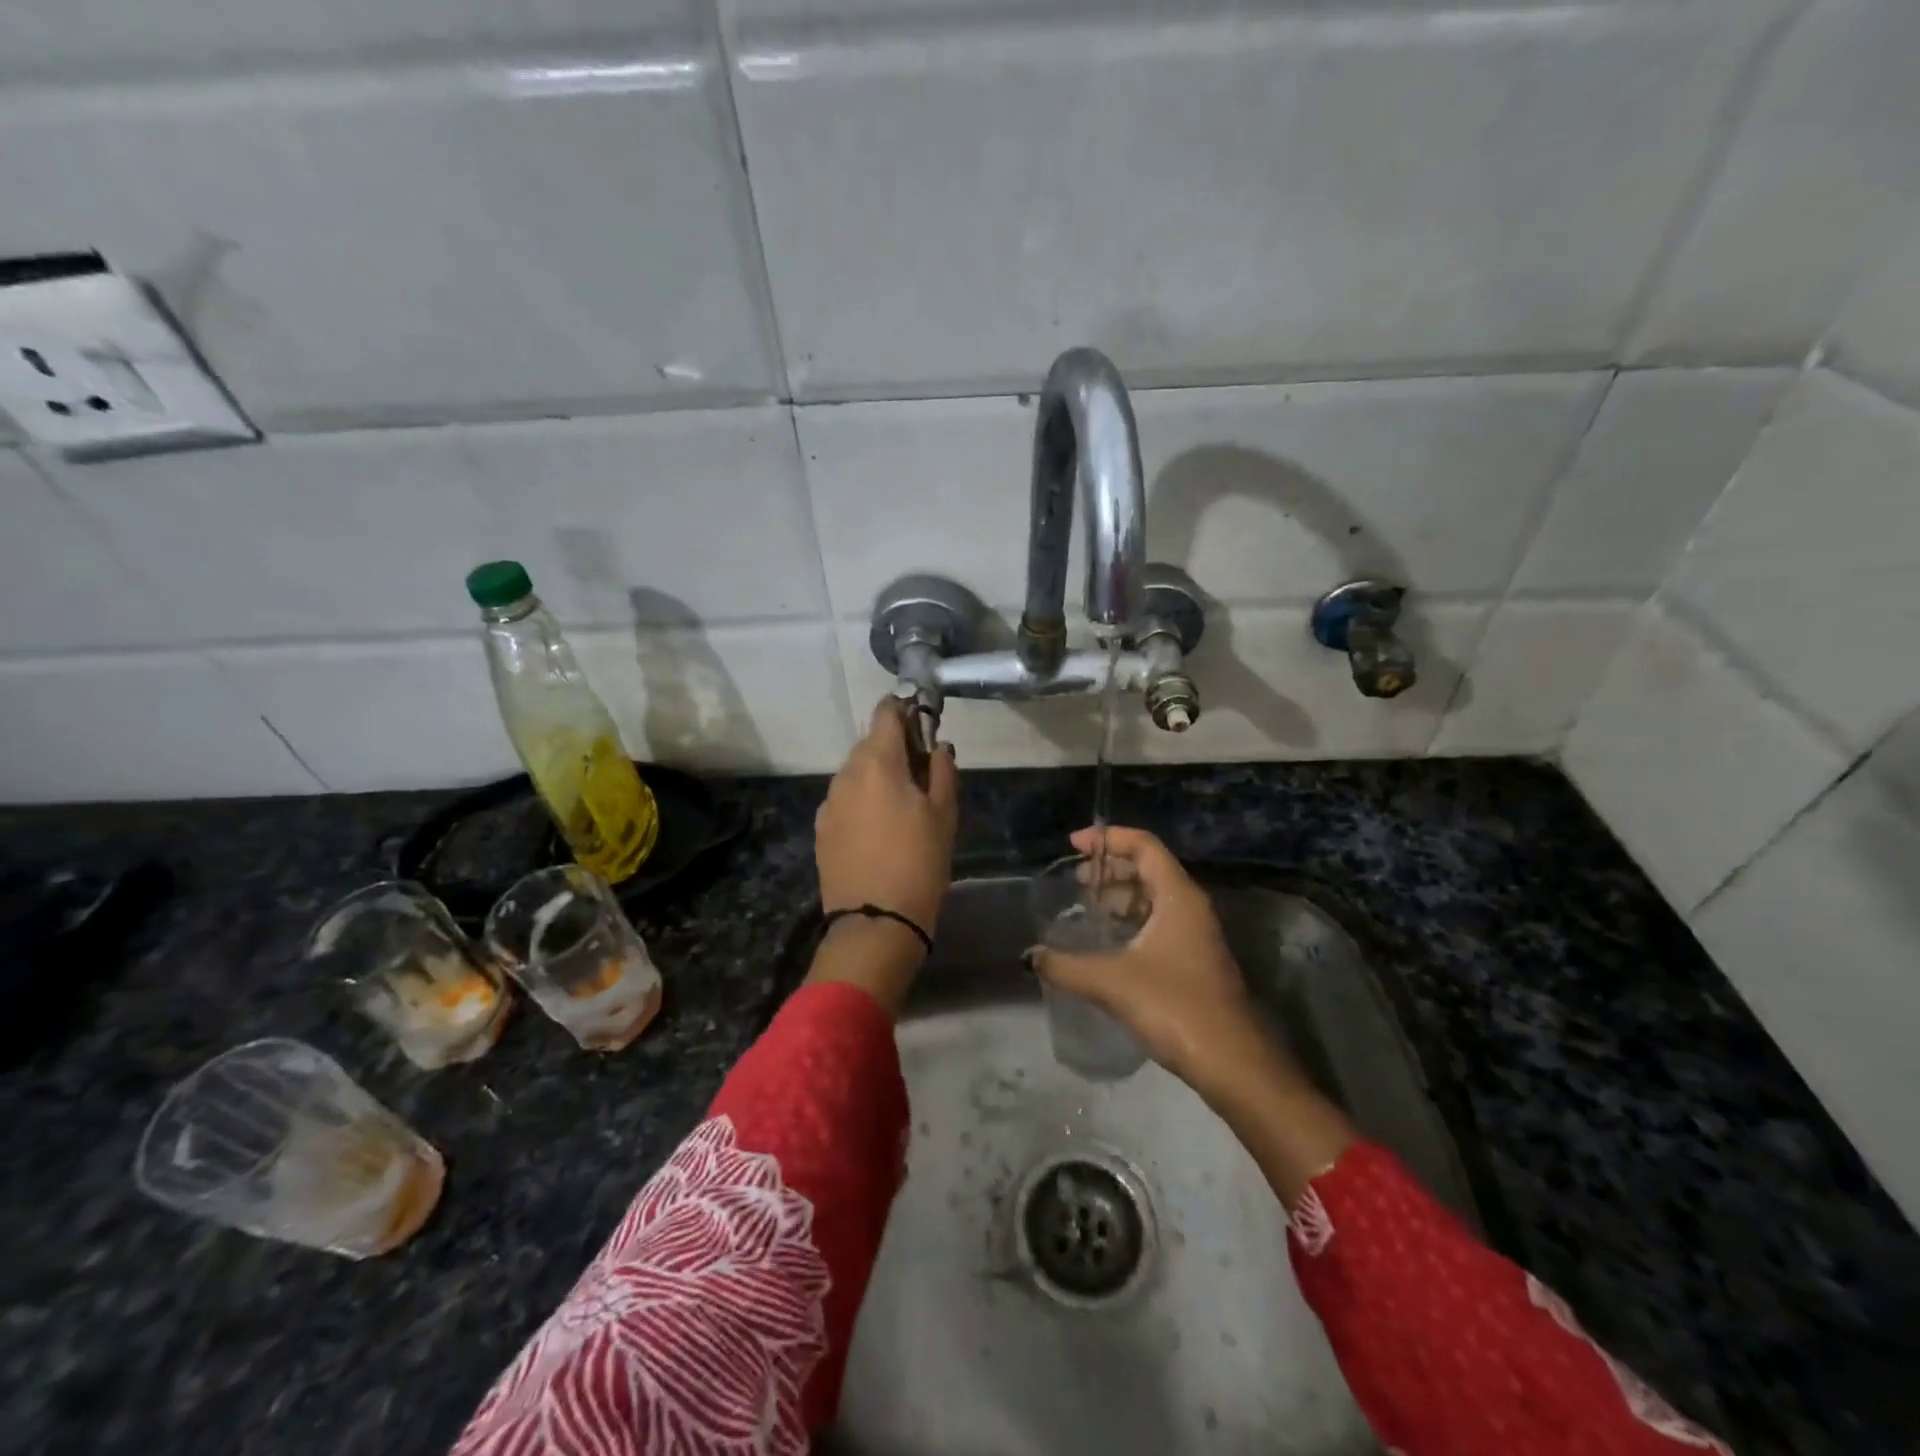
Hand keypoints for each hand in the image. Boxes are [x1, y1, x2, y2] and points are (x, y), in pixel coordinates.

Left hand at [815, 699, 958, 937]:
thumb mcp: (944, 814)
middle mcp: (845, 774)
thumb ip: (942, 770)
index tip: (924, 725)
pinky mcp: (821, 829)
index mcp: (877, 762)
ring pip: (856, 774)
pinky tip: (878, 832)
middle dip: (895, 749)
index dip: (906, 710)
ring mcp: (828, 803)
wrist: (876, 921)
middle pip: (870, 744)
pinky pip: (845, 801)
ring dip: (878, 778)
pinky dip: (862, 803)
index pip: (887, 712)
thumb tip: (938, 746)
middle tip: (922, 775)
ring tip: (901, 808)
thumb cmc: (920, 862)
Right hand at [1028, 826, 1286, 1101]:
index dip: (1108, 839)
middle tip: (1075, 881)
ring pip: (1154, 899)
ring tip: (1086, 909)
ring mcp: (1195, 935)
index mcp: (1178, 896)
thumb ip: (1066, 966)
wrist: (1234, 1063)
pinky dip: (1131, 922)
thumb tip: (1031, 956)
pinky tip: (1107, 944)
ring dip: (1120, 898)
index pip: (1143, 845)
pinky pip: (1158, 924)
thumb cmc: (1175, 1006)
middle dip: (1110, 869)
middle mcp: (1190, 906)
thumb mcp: (1112, 982)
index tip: (1074, 845)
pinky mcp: (1194, 961)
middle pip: (1148, 868)